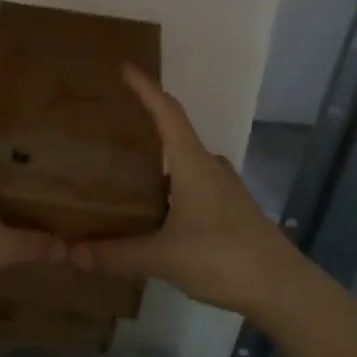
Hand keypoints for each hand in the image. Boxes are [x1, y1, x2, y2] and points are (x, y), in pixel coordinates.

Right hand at [70, 66, 300, 316]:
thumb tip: (72, 254)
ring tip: (128, 172)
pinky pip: (195, 187)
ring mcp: (226, 190)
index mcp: (193, 164)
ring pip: (187, 164)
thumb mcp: (163, 257)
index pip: (167, 112)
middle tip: (115, 128)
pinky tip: (158, 212)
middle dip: (148, 127)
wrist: (284, 290)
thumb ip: (117, 255)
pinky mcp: (233, 212)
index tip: (125, 67)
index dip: (146, 88)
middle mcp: (210, 168)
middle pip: (176, 135)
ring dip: (161, 163)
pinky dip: (173, 189)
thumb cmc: (223, 258)